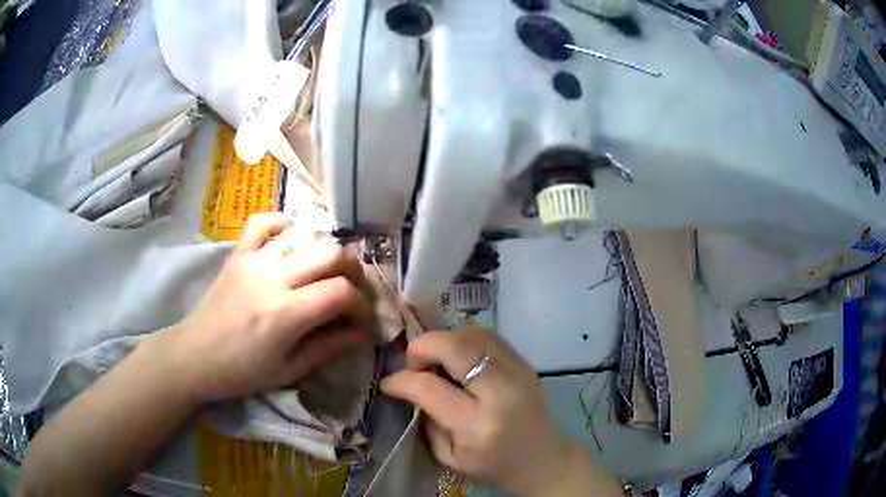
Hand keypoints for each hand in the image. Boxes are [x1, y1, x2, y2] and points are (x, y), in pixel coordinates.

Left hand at [166, 212, 369, 402]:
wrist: (195, 356)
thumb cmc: (242, 372)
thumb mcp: (290, 371)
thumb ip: (329, 348)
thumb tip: (362, 332)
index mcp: (286, 314)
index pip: (341, 292)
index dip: (361, 304)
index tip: (361, 318)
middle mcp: (272, 278)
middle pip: (330, 252)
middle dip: (352, 269)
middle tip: (352, 289)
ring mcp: (253, 260)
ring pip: (304, 233)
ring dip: (324, 249)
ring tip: (324, 269)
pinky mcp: (238, 253)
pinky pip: (264, 221)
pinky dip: (284, 224)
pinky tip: (292, 241)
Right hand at [381, 329, 581, 495]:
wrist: (542, 461)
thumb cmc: (492, 466)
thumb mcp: (449, 457)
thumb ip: (427, 420)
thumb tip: (410, 386)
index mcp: (477, 424)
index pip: (430, 387)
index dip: (402, 380)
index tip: (389, 383)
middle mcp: (500, 392)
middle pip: (455, 346)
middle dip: (423, 346)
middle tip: (414, 363)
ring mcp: (518, 372)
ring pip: (473, 334)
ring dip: (445, 340)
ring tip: (436, 360)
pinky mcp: (525, 364)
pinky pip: (489, 337)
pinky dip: (465, 339)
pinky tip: (458, 357)